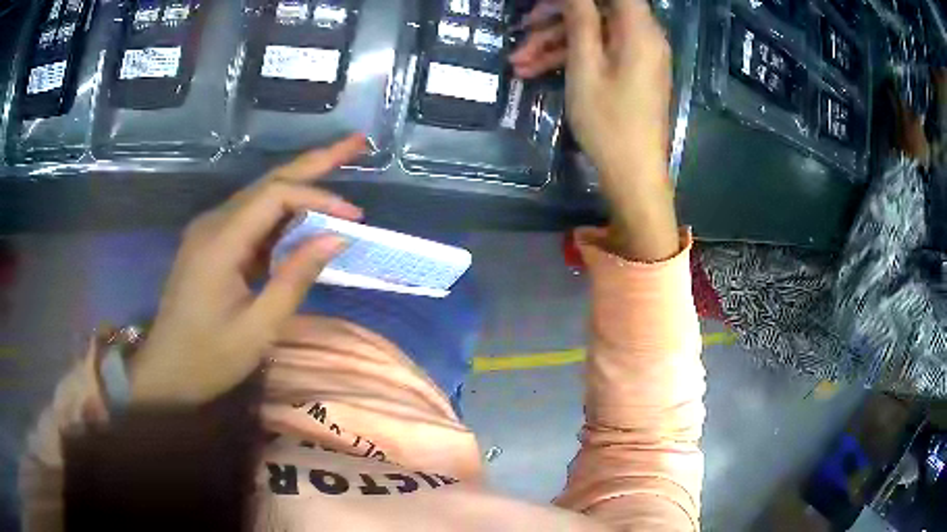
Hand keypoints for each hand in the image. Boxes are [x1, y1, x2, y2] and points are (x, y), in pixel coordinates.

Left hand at [129, 135, 366, 405]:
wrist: (166, 372)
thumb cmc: (209, 358)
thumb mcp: (258, 328)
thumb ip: (295, 278)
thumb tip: (337, 237)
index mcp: (220, 241)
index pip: (276, 196)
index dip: (319, 198)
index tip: (355, 217)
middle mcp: (212, 223)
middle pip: (268, 181)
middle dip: (314, 161)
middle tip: (356, 142)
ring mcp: (209, 231)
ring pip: (260, 196)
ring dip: (299, 183)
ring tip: (338, 168)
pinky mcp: (210, 243)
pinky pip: (250, 218)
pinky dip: (281, 214)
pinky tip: (303, 215)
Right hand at [510, 0, 679, 260]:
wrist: (633, 174)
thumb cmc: (609, 120)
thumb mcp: (586, 65)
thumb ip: (580, 19)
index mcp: (639, 30)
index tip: (549, 2)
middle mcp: (644, 37)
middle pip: (598, 10)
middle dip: (556, 17)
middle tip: (522, 27)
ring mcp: (637, 56)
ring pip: (593, 34)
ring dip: (554, 43)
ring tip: (518, 62)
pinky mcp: (630, 73)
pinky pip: (599, 54)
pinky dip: (569, 59)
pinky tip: (534, 71)